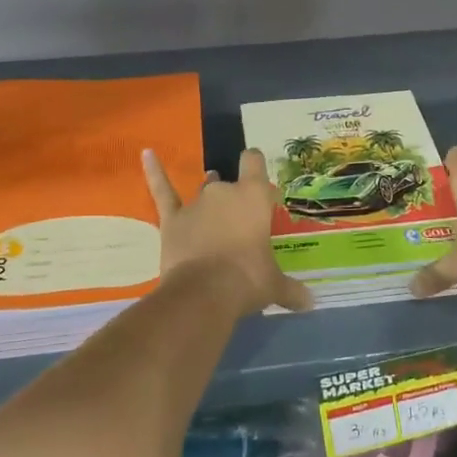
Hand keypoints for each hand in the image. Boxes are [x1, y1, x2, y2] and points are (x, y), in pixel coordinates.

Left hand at [143, 148, 313, 316]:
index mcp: (254, 197)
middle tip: (241, 226)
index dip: (256, 167)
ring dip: (208, 197)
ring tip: (212, 212)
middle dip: (235, 200)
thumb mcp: (274, 286)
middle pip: (230, 183)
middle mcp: (225, 191)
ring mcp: (196, 203)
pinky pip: (162, 191)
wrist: (204, 293)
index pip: (254, 162)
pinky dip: (154, 171)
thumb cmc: (247, 280)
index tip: (259, 181)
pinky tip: (146, 153)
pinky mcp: (172, 219)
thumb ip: (291, 290)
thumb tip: (310, 303)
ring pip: (204, 190)